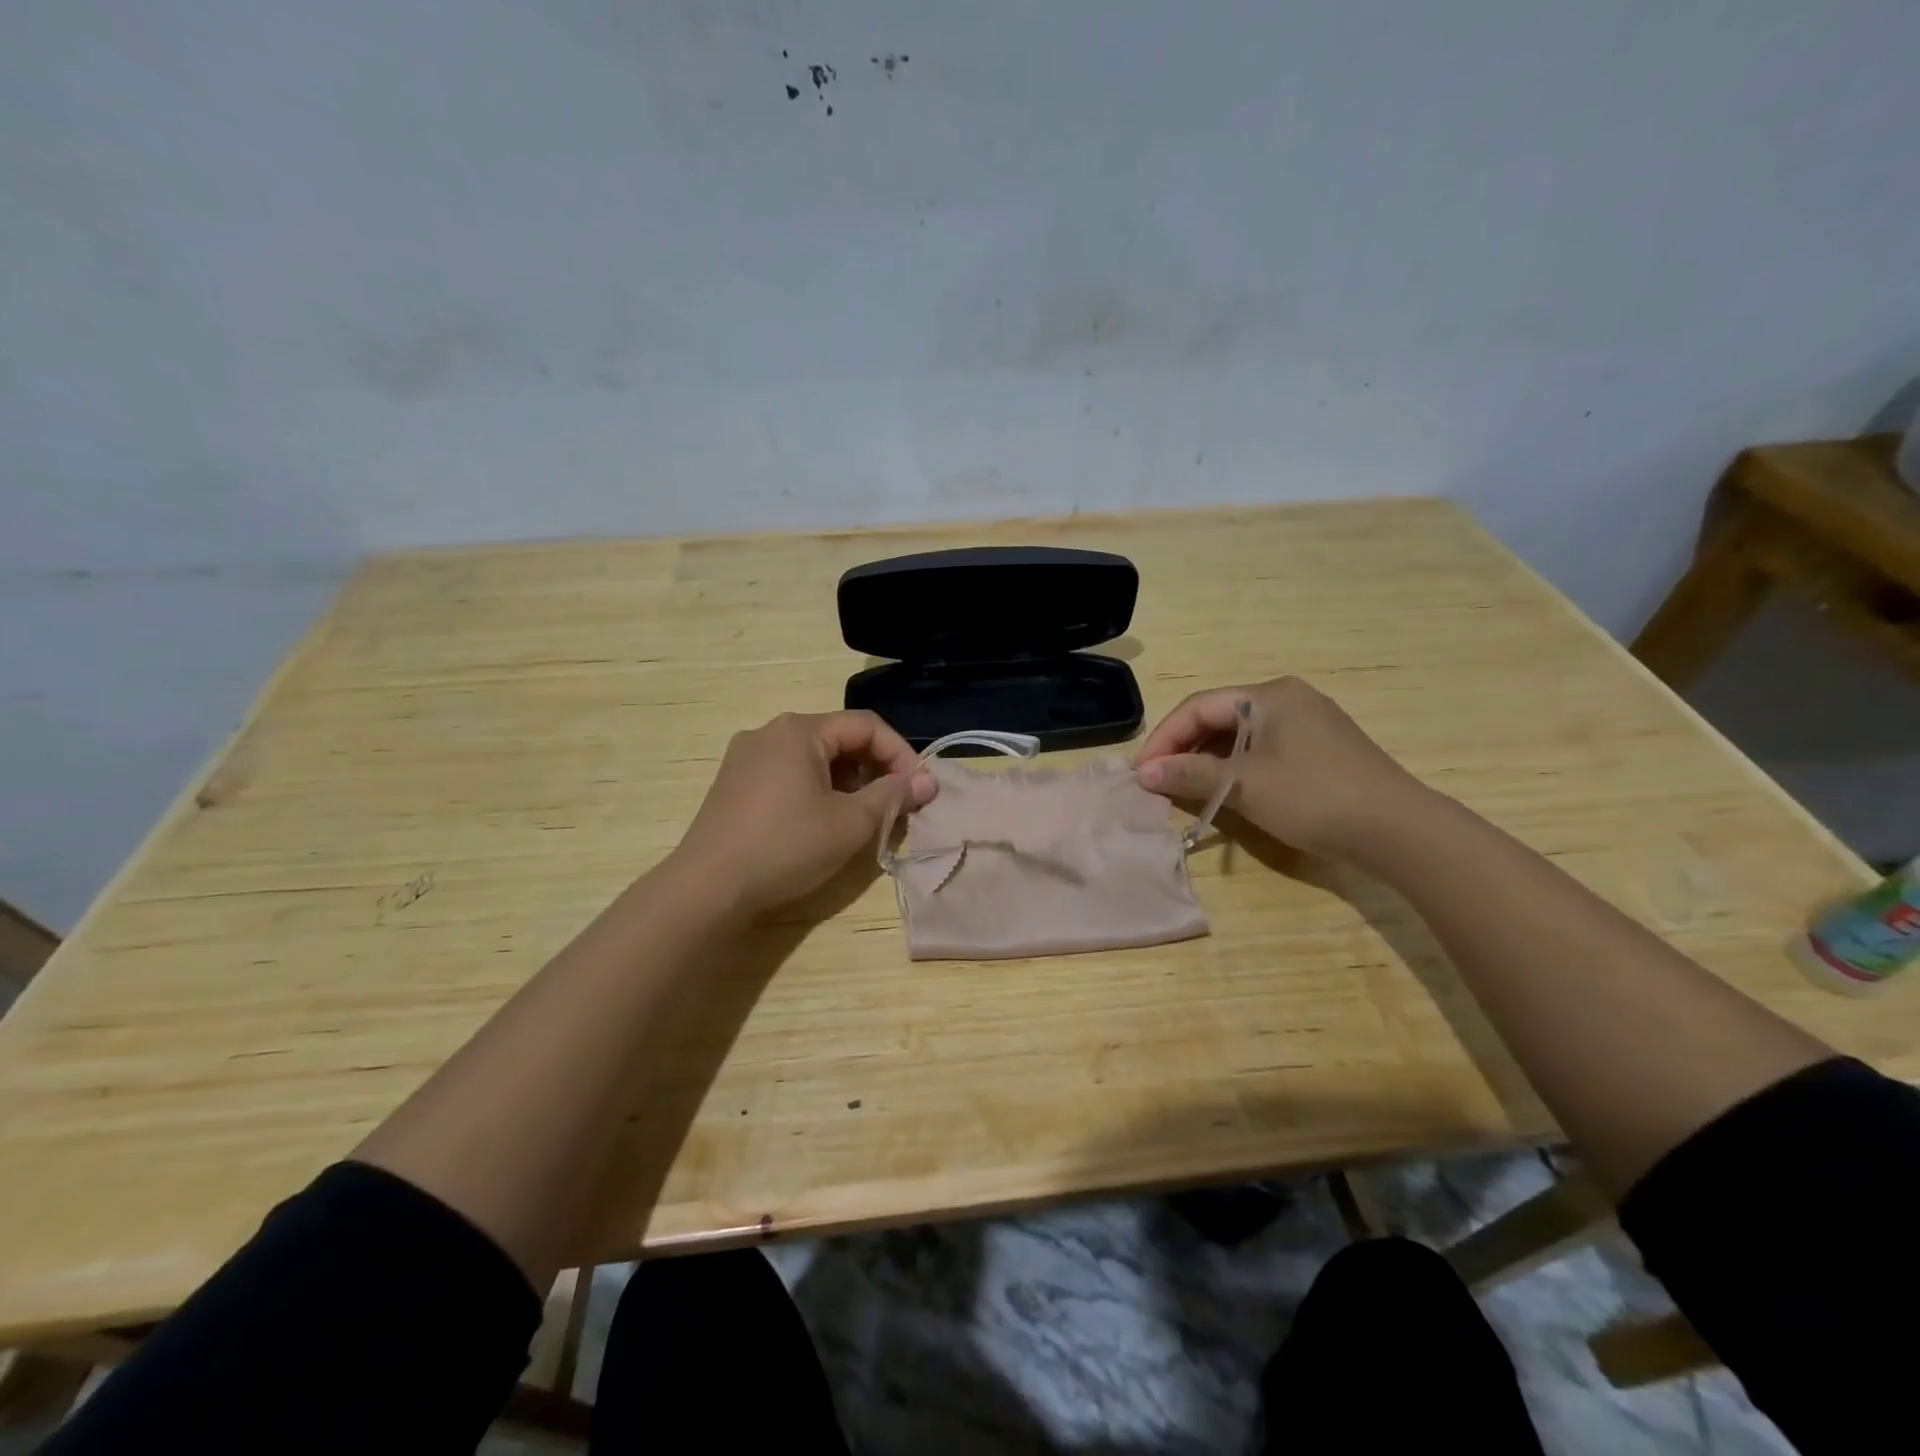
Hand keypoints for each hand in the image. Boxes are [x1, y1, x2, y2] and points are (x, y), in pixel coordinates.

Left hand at [673, 711, 935, 915]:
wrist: (707, 889)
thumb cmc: (786, 847)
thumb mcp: (850, 823)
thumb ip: (892, 796)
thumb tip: (927, 781)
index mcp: (799, 730)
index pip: (867, 726)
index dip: (901, 753)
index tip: (920, 788)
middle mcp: (770, 732)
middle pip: (839, 737)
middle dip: (875, 768)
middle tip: (896, 804)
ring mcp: (746, 757)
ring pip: (814, 757)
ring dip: (848, 781)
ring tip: (864, 815)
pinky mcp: (734, 784)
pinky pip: (789, 773)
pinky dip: (818, 789)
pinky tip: (824, 821)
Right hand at [1133, 676, 1424, 856]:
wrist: (1398, 830)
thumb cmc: (1313, 797)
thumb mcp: (1244, 785)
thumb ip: (1190, 774)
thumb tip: (1143, 772)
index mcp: (1269, 695)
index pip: (1198, 707)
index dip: (1164, 738)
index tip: (1141, 771)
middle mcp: (1288, 699)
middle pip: (1219, 717)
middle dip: (1184, 748)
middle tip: (1158, 780)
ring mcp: (1309, 723)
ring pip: (1241, 735)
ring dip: (1208, 760)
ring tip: (1184, 787)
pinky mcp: (1322, 749)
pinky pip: (1263, 749)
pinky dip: (1236, 767)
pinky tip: (1225, 789)